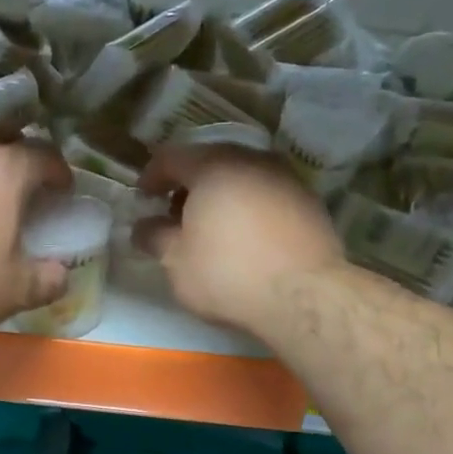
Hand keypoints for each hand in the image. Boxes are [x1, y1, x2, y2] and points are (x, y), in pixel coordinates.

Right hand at [133, 144, 344, 334]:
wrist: (304, 296)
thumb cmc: (227, 273)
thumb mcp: (176, 261)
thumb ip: (154, 237)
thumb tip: (143, 226)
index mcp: (213, 166)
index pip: (172, 157)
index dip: (152, 176)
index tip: (143, 198)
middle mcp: (252, 160)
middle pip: (210, 162)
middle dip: (188, 186)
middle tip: (174, 214)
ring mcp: (286, 179)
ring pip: (242, 177)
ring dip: (221, 196)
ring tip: (210, 229)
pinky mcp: (310, 203)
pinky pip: (266, 195)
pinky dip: (248, 208)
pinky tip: (244, 238)